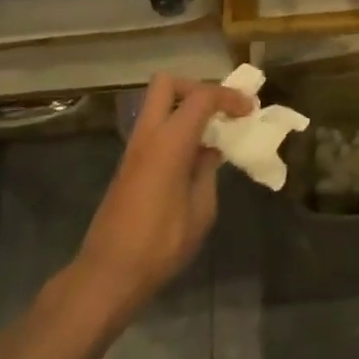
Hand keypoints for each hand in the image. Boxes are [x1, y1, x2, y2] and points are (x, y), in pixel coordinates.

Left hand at [70, 74, 252, 320]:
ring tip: (213, 132)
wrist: (108, 274)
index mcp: (169, 142)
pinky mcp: (129, 165)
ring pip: (158, 104)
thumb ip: (207, 172)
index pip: (201, 97)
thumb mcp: (201, 210)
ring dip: (185, 108)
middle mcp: (148, 135)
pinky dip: (176, 128)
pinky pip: (155, 128)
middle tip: (220, 109)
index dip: (229, 97)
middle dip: (197, 88)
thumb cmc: (160, 244)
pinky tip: (195, 156)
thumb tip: (209, 152)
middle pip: (167, 84)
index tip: (249, 110)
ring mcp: (134, 149)